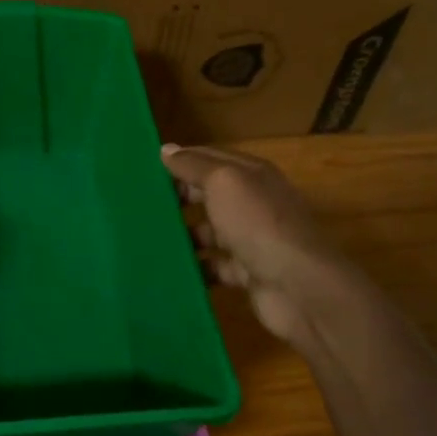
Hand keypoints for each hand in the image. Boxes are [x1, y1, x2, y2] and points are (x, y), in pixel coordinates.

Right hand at [162, 144, 343, 349]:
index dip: (179, 161)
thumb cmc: (257, 223)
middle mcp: (253, 203)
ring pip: (209, 232)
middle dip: (177, 198)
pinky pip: (214, 267)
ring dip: (183, 236)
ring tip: (145, 239)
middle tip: (138, 205)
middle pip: (208, 195)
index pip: (209, 158)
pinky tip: (168, 270)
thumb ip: (194, 165)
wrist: (298, 286)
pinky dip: (195, 268)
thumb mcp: (223, 182)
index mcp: (250, 175)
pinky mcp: (247, 274)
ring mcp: (251, 240)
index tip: (143, 170)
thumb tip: (166, 149)